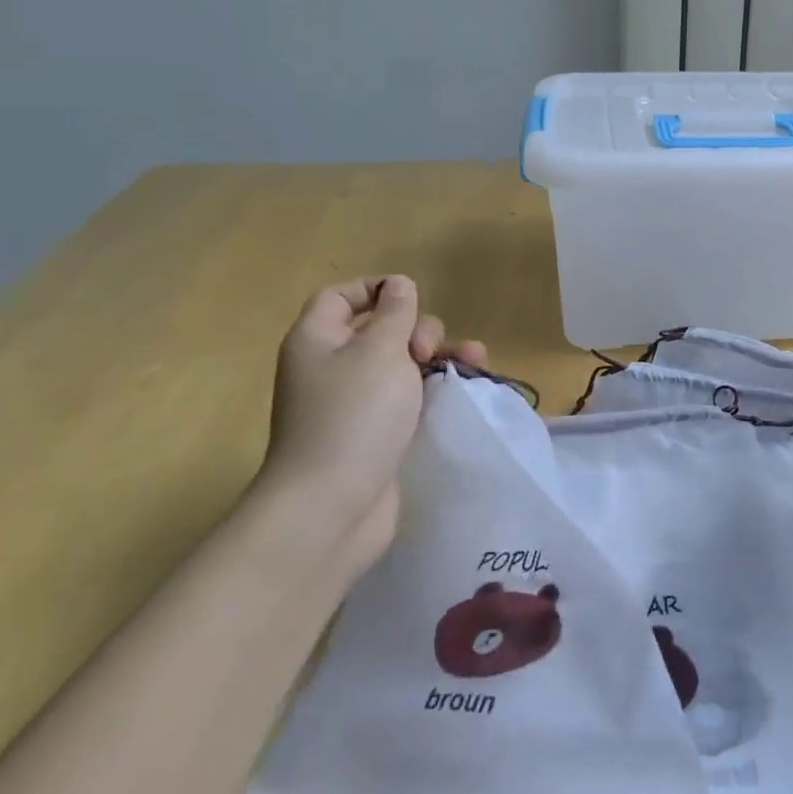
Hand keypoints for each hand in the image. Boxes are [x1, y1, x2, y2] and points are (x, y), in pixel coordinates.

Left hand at [260, 276, 485, 579]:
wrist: (332, 508)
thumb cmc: (353, 416)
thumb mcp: (380, 350)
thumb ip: (395, 313)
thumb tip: (399, 285)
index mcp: (317, 340)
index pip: (340, 297)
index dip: (375, 289)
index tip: (412, 296)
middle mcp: (331, 368)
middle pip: (379, 329)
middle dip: (416, 329)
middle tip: (427, 351)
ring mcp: (354, 404)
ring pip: (402, 364)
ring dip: (438, 356)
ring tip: (475, 360)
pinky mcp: (376, 434)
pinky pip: (408, 398)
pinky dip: (435, 388)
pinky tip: (468, 386)